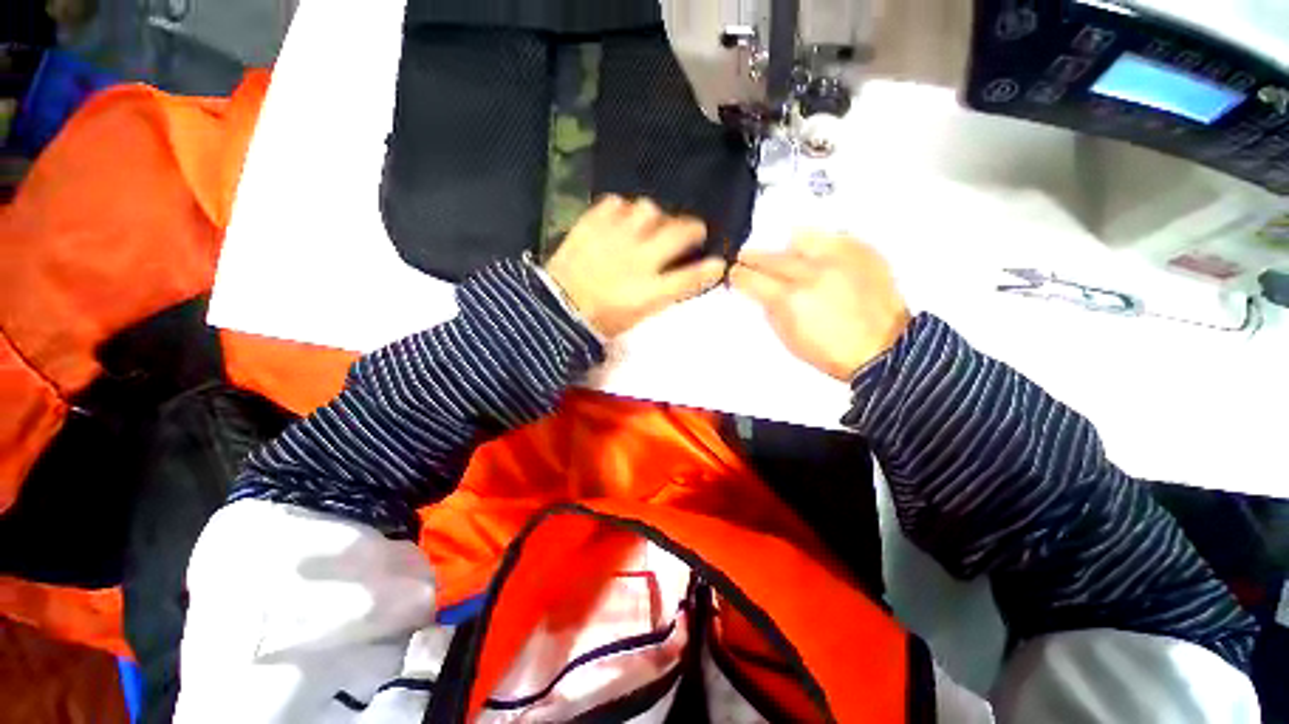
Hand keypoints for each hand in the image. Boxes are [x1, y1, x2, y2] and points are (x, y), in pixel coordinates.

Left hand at [545, 195, 727, 337]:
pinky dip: (623, 208)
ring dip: (655, 216)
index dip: (708, 269)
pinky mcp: (592, 224)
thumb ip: (664, 292)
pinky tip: (621, 219)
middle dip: (693, 229)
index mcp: (649, 292)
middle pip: (678, 232)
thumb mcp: (639, 314)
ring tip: (650, 224)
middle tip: (692, 232)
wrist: (557, 307)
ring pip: (648, 209)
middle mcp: (638, 260)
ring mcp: (615, 238)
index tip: (718, 262)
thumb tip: (684, 273)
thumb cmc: (602, 318)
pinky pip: (615, 202)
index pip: (689, 277)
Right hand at [730, 233, 910, 380]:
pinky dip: (818, 245)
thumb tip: (763, 292)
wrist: (884, 349)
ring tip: (785, 255)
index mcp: (790, 299)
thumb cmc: (832, 352)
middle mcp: (811, 272)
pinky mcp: (861, 251)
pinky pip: (831, 237)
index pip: (752, 278)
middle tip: (746, 258)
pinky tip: (816, 257)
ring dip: (785, 247)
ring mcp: (839, 258)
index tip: (734, 273)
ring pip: (800, 238)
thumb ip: (771, 310)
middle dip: (753, 257)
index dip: (738, 275)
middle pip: (771, 256)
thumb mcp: (789, 339)